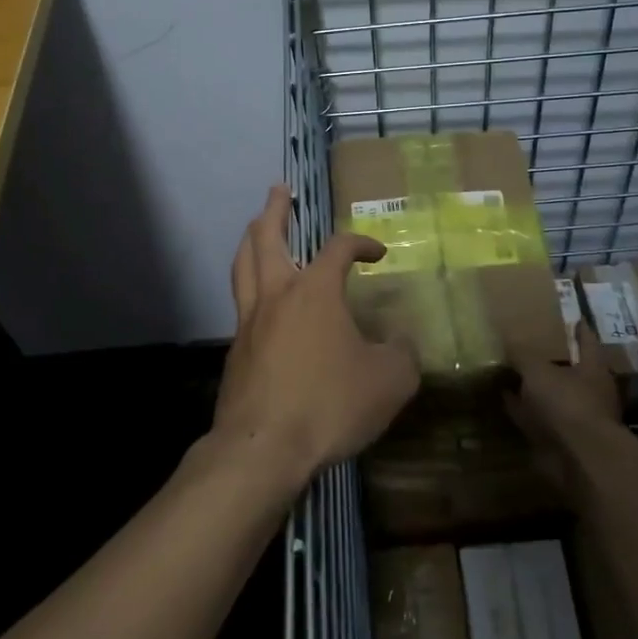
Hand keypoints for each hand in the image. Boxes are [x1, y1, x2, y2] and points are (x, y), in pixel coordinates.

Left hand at [213, 186, 419, 486]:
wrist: (264, 448)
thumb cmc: (329, 404)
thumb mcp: (388, 382)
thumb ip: (402, 355)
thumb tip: (402, 342)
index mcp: (315, 290)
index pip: (339, 248)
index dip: (361, 243)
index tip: (377, 253)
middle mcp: (277, 294)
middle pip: (267, 237)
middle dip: (275, 210)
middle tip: (279, 190)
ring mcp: (249, 321)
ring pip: (243, 265)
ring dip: (251, 239)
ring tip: (255, 227)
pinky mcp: (236, 350)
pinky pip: (240, 303)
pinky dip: (248, 284)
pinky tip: (258, 298)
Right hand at [504, 325, 621, 484]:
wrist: (577, 459)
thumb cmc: (566, 403)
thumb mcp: (537, 370)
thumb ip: (522, 354)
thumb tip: (506, 336)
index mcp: (593, 369)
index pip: (587, 341)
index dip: (579, 329)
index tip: (573, 317)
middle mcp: (590, 392)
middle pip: (571, 370)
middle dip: (553, 361)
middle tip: (531, 345)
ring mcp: (576, 418)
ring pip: (552, 396)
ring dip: (535, 389)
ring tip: (511, 373)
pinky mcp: (561, 441)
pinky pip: (538, 419)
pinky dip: (524, 411)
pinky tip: (506, 401)